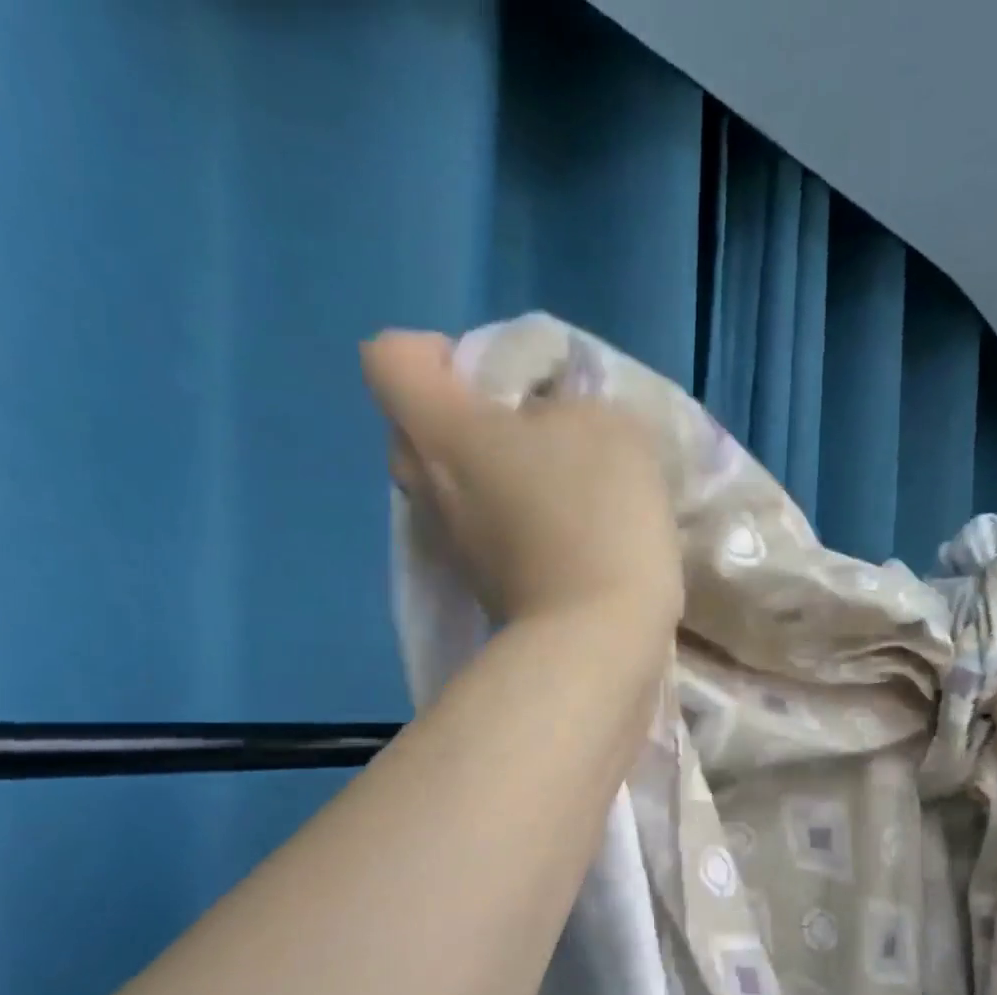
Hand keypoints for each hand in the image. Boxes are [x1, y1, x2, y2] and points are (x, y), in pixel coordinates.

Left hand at [361, 330, 682, 630]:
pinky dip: (506, 519)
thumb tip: (547, 425)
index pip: (390, 358)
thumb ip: (567, 401)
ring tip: (550, 481)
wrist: (595, 639)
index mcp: (440, 432)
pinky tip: (559, 529)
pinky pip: (477, 529)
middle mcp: (427, 488)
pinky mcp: (479, 585)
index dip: (434, 352)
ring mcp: (450, 545)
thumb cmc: (595, 517)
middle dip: (462, 417)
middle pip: (413, 429)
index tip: (493, 378)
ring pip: (447, 485)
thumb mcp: (606, 426)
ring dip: (488, 473)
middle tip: (523, 427)